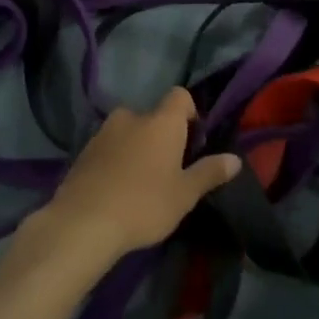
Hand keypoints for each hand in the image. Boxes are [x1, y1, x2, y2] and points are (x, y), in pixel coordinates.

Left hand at [38, 89, 240, 261]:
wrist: (83, 222)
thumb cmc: (144, 204)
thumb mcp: (184, 194)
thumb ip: (209, 172)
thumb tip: (234, 159)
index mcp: (161, 121)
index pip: (180, 96)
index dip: (190, 113)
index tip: (193, 141)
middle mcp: (132, 116)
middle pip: (154, 117)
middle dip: (162, 136)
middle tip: (168, 170)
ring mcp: (103, 132)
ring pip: (129, 131)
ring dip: (138, 147)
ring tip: (142, 182)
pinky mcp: (84, 150)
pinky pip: (109, 147)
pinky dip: (117, 159)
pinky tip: (117, 188)